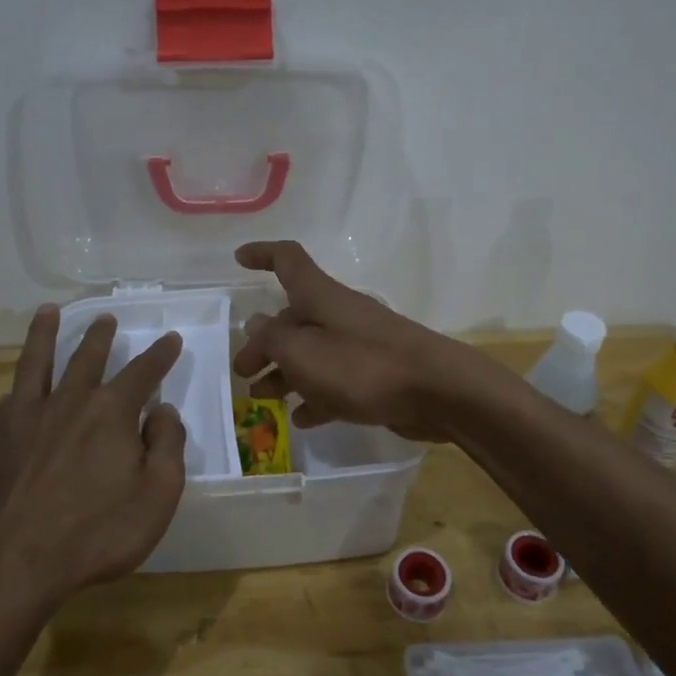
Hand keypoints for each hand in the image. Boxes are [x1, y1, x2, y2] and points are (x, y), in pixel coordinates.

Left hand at [0, 304, 186, 601]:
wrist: (12, 565)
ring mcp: (22, 418)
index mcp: (110, 412)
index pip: (143, 372)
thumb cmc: (96, 533)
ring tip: (47, 312)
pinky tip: (12, 394)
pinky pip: (7, 404)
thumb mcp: (157, 495)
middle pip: (86, 357)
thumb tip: (162, 411)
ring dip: (44, 334)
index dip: (160, 354)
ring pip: (35, 363)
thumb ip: (167, 446)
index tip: (171, 338)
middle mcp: (66, 402)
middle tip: (107, 318)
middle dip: (100, 336)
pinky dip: (17, 392)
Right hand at [230, 241, 475, 440]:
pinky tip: (301, 420)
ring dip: (284, 373)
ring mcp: (358, 345)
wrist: (437, 392)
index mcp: (320, 297)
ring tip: (263, 399)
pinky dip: (314, 396)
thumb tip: (255, 323)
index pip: (288, 260)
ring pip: (311, 354)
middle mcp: (338, 315)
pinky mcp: (374, 375)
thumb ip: (273, 339)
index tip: (238, 259)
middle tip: (243, 373)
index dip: (262, 254)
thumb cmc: (363, 366)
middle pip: (292, 319)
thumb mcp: (303, 353)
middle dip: (263, 343)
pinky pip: (334, 382)